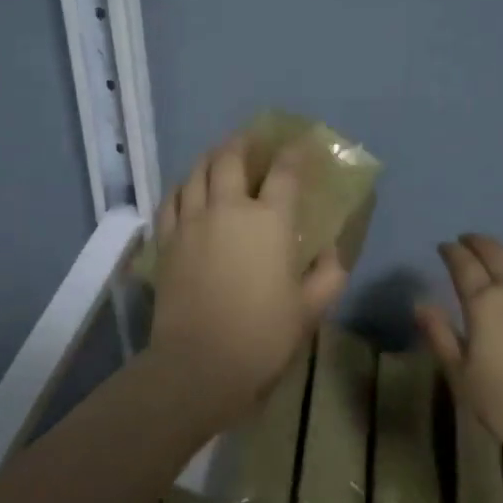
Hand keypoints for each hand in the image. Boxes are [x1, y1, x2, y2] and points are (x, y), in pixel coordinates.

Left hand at [150, 137, 347, 427]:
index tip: (302, 144)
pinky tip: (188, 188)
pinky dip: (183, 185)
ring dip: (210, 157)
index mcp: (269, 221)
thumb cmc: (263, 336)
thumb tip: (334, 251)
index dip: (295, 152)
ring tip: (219, 156)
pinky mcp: (167, 240)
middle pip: (230, 158)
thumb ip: (328, 274)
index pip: (285, 172)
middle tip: (252, 139)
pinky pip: (172, 199)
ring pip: (196, 172)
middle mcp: (228, 209)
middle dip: (243, 142)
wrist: (200, 363)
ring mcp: (192, 221)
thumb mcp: (310, 309)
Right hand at [414, 233, 502, 460]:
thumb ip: (441, 336)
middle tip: (466, 240)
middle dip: (478, 243)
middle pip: (496, 254)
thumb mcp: (462, 377)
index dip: (451, 252)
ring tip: (495, 253)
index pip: (464, 265)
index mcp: (485, 303)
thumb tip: (421, 304)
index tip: (443, 246)